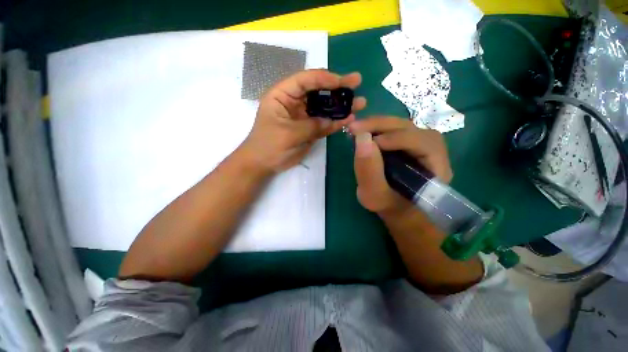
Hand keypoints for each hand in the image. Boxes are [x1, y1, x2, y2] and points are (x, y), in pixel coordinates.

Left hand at [241, 70, 366, 172]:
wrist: (263, 164)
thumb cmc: (268, 145)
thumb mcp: (287, 134)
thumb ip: (310, 126)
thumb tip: (331, 121)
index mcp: (283, 95)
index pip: (305, 80)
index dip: (324, 78)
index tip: (342, 81)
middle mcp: (295, 102)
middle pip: (318, 90)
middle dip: (337, 87)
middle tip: (357, 82)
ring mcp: (304, 116)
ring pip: (324, 107)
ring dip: (341, 105)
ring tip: (360, 103)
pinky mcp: (310, 129)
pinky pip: (325, 123)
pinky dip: (336, 122)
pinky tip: (350, 119)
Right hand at [349, 117, 452, 216]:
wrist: (397, 209)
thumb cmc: (389, 207)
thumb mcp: (375, 196)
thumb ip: (369, 172)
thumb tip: (361, 138)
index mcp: (436, 168)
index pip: (423, 143)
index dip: (395, 138)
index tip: (366, 142)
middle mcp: (434, 152)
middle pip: (411, 128)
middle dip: (381, 125)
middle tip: (354, 128)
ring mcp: (421, 145)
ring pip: (403, 126)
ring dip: (378, 125)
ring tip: (357, 129)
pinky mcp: (410, 144)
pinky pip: (396, 130)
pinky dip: (379, 129)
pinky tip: (365, 132)